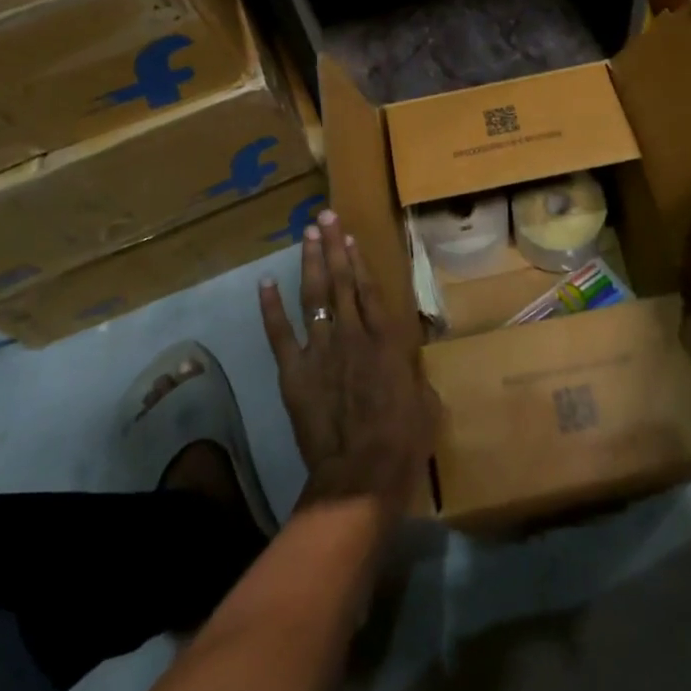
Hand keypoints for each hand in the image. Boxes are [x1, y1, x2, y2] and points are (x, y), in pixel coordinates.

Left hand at [259, 210, 438, 515]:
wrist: (362, 473)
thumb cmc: (403, 441)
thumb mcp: (424, 401)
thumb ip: (412, 375)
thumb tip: (406, 367)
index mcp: (386, 338)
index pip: (369, 288)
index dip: (358, 258)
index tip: (349, 234)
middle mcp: (353, 333)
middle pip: (340, 280)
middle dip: (332, 245)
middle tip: (325, 216)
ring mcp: (321, 349)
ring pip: (313, 295)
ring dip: (310, 262)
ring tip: (307, 234)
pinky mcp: (294, 372)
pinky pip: (280, 333)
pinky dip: (271, 307)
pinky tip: (265, 282)